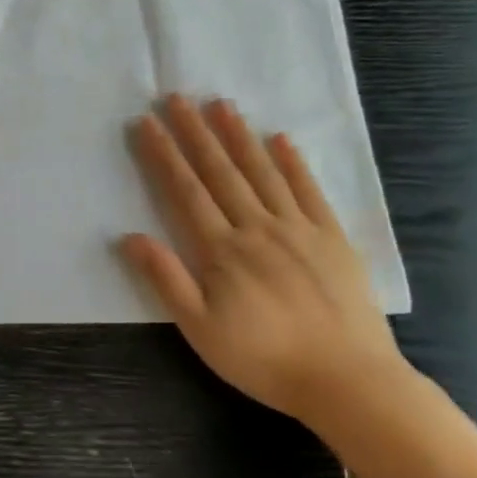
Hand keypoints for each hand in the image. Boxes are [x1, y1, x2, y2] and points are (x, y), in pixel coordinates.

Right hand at [120, 95, 410, 428]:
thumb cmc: (263, 359)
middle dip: (195, 133)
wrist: (347, 380)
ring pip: (263, 172)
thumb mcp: (200, 329)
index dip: (163, 155)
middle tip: (177, 97)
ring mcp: (299, 229)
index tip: (146, 124)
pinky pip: (310, 191)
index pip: (185, 191)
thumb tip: (129, 237)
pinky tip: (281, 139)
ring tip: (221, 105)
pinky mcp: (333, 238)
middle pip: (221, 171)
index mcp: (222, 250)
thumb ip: (166, 279)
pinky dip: (294, 163)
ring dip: (239, 136)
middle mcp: (258, 228)